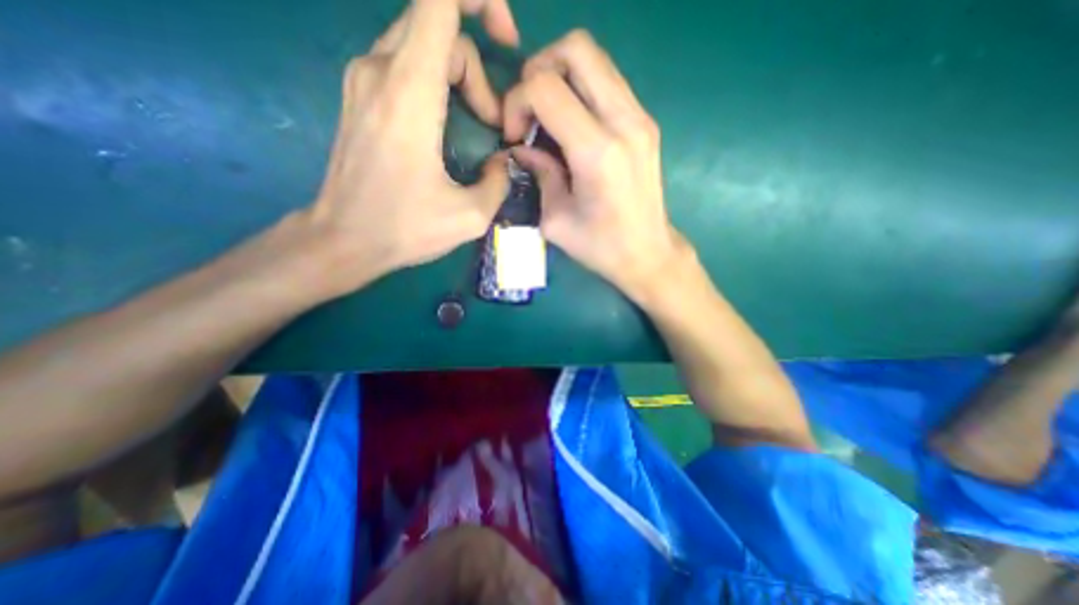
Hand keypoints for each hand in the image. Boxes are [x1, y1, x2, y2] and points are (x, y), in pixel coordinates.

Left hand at [302, 0, 521, 297]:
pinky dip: (438, 81)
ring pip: (422, 43)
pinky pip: (406, 63)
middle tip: (494, 121)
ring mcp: (364, 80)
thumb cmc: (404, 229)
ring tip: (476, 125)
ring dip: (460, 76)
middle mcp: (379, 70)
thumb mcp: (470, 216)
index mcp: (409, 92)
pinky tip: (449, 123)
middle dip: (477, 66)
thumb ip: (499, 181)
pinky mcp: (360, 96)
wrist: (343, 239)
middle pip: (438, 25)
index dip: (478, 0)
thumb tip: (505, 159)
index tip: (505, 40)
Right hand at [504, 28, 679, 299]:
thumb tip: (520, 148)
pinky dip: (582, 90)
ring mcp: (641, 118)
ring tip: (548, 117)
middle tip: (529, 110)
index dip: (517, 102)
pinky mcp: (646, 123)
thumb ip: (538, 174)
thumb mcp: (556, 220)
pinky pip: (608, 82)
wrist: (648, 254)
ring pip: (595, 59)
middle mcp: (624, 123)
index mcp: (597, 152)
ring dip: (561, 76)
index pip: (545, 88)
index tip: (515, 137)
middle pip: (576, 50)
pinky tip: (572, 125)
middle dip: (539, 70)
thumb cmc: (601, 247)